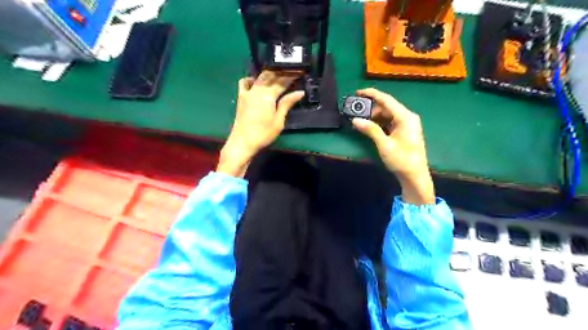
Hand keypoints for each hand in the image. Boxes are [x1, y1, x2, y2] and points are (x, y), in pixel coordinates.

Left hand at [217, 70, 305, 176]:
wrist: (243, 142)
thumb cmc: (263, 134)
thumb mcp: (279, 121)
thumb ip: (287, 104)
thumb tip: (300, 92)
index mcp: (268, 95)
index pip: (282, 82)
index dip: (292, 76)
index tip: (300, 71)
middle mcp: (257, 90)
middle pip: (271, 76)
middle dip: (282, 72)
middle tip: (291, 70)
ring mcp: (248, 92)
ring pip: (259, 77)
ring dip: (269, 74)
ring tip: (278, 73)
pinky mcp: (241, 97)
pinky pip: (244, 82)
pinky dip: (251, 79)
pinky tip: (256, 81)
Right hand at [351, 89, 432, 203]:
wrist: (415, 176)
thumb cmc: (401, 160)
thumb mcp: (384, 144)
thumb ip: (370, 130)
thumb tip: (355, 120)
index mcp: (405, 117)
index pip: (387, 100)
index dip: (372, 94)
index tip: (358, 92)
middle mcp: (407, 117)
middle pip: (387, 107)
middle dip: (371, 110)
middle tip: (357, 115)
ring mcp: (407, 124)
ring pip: (388, 115)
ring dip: (374, 118)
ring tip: (362, 123)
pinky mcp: (404, 131)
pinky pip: (390, 122)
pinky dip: (380, 123)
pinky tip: (371, 128)